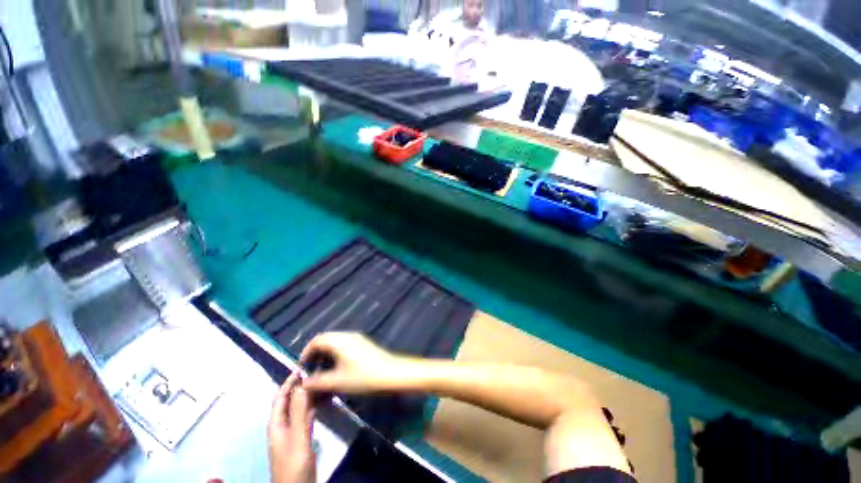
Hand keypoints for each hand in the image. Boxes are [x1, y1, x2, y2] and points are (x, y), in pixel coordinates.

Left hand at [269, 374, 315, 482]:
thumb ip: (300, 412)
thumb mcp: (298, 438)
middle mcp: (283, 426)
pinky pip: (306, 416)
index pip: (280, 397)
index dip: (289, 381)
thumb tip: (302, 385)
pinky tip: (323, 401)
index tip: (303, 366)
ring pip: (299, 407)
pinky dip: (313, 406)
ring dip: (308, 394)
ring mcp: (292, 433)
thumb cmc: (294, 466)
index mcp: (276, 425)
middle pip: (289, 401)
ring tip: (322, 381)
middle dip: (300, 385)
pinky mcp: (301, 438)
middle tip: (317, 371)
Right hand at [300, 332, 402, 393]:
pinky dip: (336, 356)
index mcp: (340, 340)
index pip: (317, 340)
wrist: (391, 373)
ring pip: (336, 344)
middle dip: (316, 355)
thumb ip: (317, 382)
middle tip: (311, 372)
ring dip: (326, 356)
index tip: (302, 368)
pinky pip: (345, 346)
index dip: (306, 353)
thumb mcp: (337, 381)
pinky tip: (337, 371)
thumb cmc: (363, 377)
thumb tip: (302, 383)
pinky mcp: (364, 345)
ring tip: (323, 374)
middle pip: (326, 340)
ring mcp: (357, 339)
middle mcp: (348, 336)